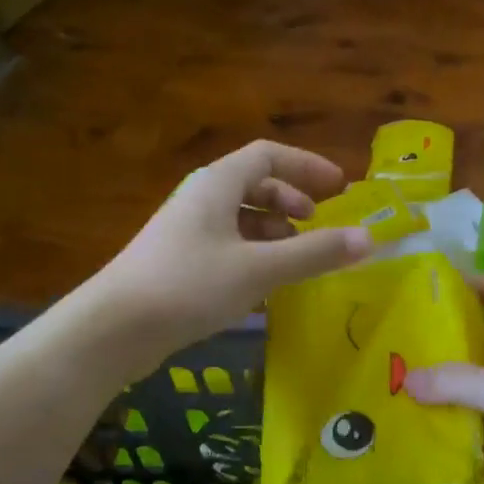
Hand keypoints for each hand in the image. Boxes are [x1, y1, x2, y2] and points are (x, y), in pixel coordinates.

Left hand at [91, 141, 370, 369]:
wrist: (115, 328)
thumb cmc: (190, 285)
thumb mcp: (260, 269)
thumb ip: (314, 253)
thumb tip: (368, 239)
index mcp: (217, 184)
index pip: (268, 155)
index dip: (306, 166)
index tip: (339, 187)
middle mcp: (200, 199)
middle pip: (254, 184)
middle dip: (290, 201)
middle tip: (317, 225)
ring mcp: (186, 231)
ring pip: (240, 218)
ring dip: (273, 231)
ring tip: (296, 259)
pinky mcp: (178, 262)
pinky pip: (227, 245)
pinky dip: (253, 255)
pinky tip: (264, 284)